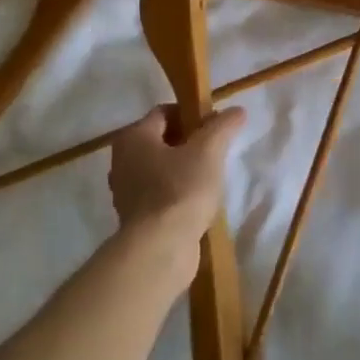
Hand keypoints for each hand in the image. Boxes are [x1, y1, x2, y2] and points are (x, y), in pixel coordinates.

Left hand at [107, 105, 246, 253]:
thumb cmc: (181, 189)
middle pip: (161, 140)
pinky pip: (158, 194)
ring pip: (160, 168)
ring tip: (210, 178)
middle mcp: (122, 160)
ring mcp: (125, 191)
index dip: (192, 115)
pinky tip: (197, 202)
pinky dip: (176, 193)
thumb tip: (237, 110)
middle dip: (189, 143)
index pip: (165, 112)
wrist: (160, 248)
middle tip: (216, 152)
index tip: (216, 128)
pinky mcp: (134, 217)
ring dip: (183, 169)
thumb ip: (222, 126)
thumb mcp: (208, 151)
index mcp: (133, 137)